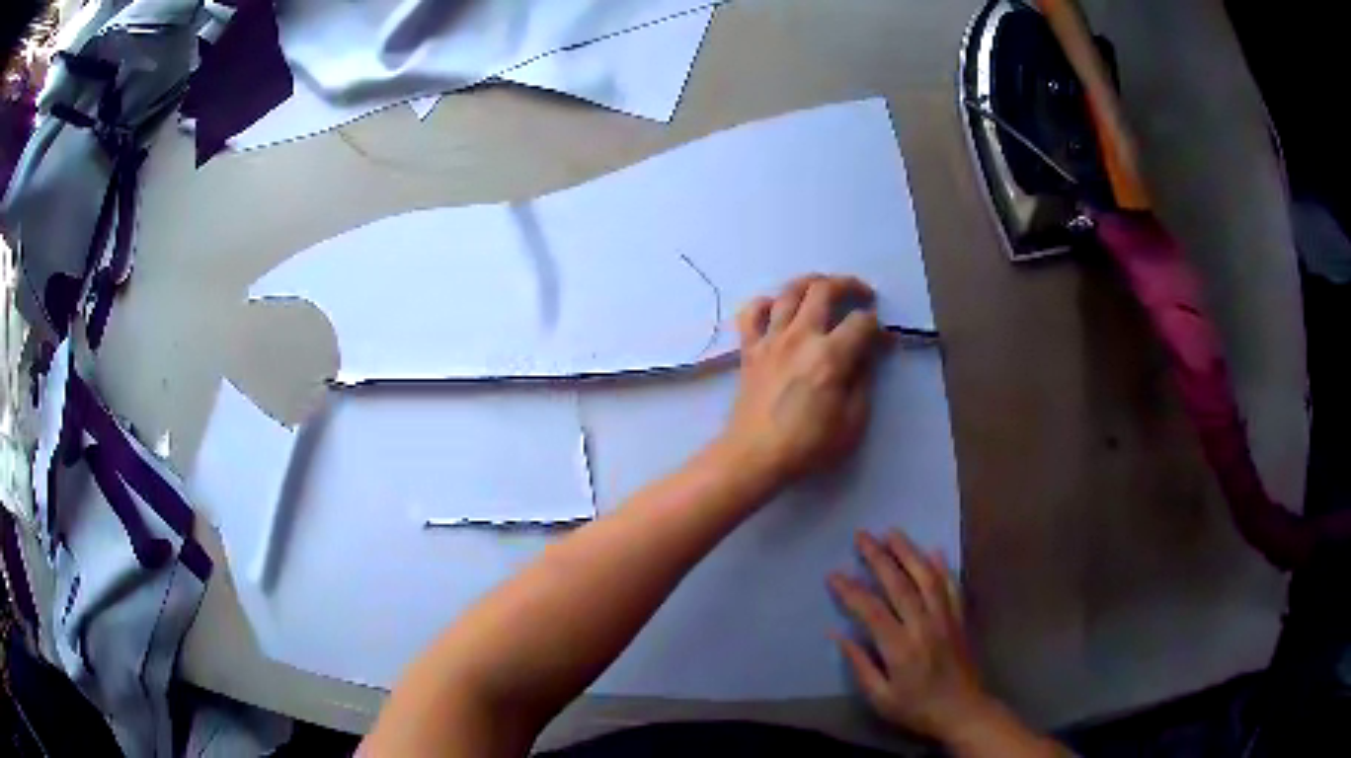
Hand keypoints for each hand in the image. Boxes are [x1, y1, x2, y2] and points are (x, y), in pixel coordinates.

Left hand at [719, 275, 884, 489]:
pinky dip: (765, 303)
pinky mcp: (750, 349)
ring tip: (824, 289)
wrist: (755, 456)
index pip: (861, 322)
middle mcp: (800, 336)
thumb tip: (869, 355)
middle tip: (862, 295)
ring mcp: (771, 339)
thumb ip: (864, 381)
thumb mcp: (852, 422)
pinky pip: (752, 312)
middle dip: (849, 285)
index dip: (878, 328)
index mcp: (830, 356)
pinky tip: (776, 308)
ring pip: (789, 292)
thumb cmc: (808, 446)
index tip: (884, 342)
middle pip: (824, 290)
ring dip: (810, 283)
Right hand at [829, 530, 992, 742]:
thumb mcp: (880, 697)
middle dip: (879, 558)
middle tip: (862, 536)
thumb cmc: (916, 708)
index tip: (833, 574)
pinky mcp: (960, 619)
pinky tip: (934, 551)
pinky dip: (942, 567)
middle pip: (900, 585)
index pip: (871, 611)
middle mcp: (924, 626)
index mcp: (900, 648)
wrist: (962, 711)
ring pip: (927, 578)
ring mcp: (946, 619)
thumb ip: (860, 664)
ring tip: (893, 533)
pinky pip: (951, 587)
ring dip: (909, 552)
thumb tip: (837, 634)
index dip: (851, 591)